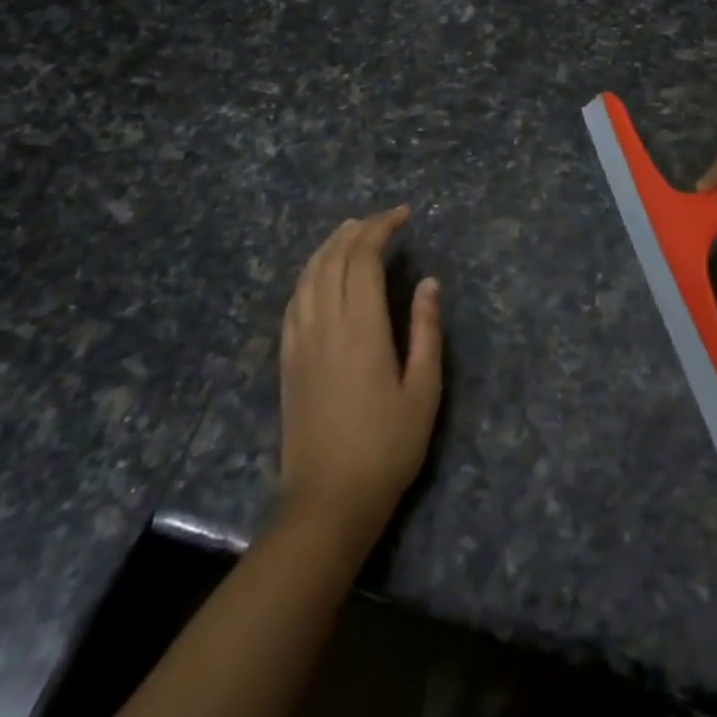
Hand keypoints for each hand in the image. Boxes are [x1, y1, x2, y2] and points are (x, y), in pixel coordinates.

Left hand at [279, 207, 442, 543]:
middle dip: (357, 230)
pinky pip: (293, 302)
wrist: (328, 501)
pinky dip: (308, 275)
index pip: (364, 259)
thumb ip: (426, 331)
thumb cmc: (387, 447)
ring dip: (329, 246)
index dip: (381, 229)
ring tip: (350, 231)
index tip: (404, 215)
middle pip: (333, 259)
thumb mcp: (424, 390)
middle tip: (383, 218)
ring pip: (308, 276)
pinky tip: (318, 275)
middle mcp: (325, 325)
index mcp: (362, 328)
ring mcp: (300, 342)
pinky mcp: (287, 361)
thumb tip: (428, 282)